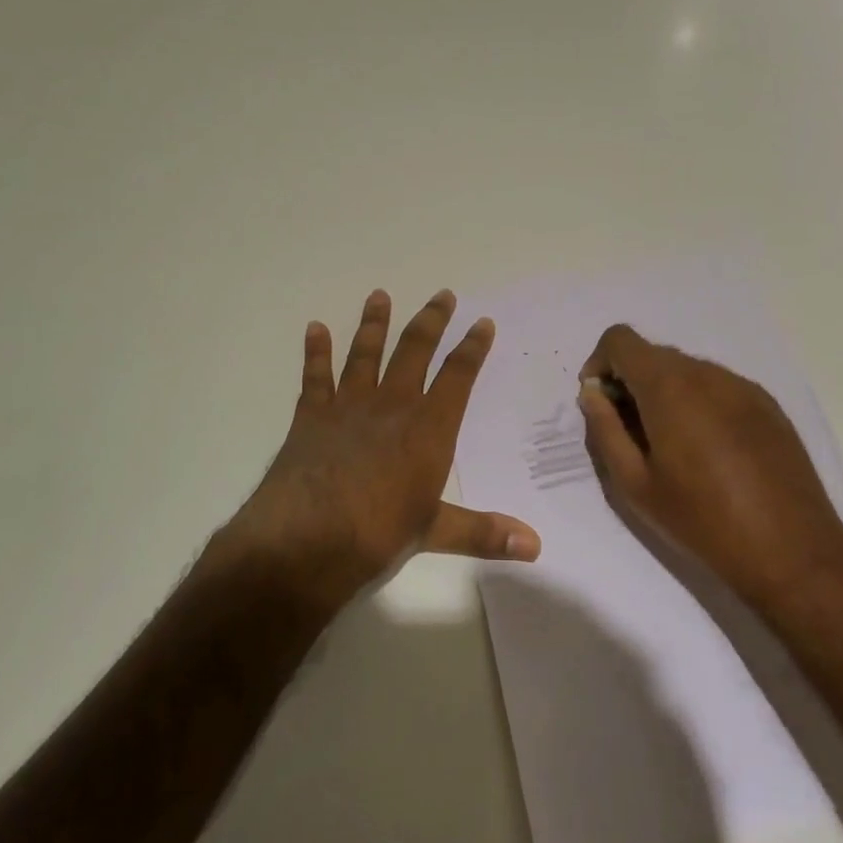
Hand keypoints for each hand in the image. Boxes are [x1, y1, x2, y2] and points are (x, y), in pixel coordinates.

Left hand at [220, 290, 540, 606]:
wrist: (307, 539)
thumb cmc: (379, 534)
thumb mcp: (437, 533)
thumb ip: (485, 533)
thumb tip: (535, 547)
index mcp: (429, 428)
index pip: (458, 376)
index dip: (473, 348)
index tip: (482, 322)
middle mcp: (392, 406)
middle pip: (414, 351)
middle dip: (431, 321)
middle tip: (443, 295)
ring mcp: (349, 406)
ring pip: (365, 353)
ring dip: (374, 323)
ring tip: (380, 295)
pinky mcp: (311, 416)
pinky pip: (315, 375)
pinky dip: (316, 351)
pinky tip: (316, 328)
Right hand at [578, 324, 842, 601]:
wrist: (791, 550)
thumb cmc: (702, 520)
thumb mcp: (635, 485)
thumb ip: (605, 431)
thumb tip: (592, 395)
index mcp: (669, 387)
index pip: (621, 340)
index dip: (600, 363)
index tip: (600, 403)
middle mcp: (707, 373)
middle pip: (654, 355)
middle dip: (631, 382)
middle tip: (630, 434)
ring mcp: (743, 386)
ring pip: (687, 371)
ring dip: (666, 394)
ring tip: (671, 447)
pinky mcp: (768, 404)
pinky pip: (718, 387)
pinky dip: (698, 403)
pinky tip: (709, 452)